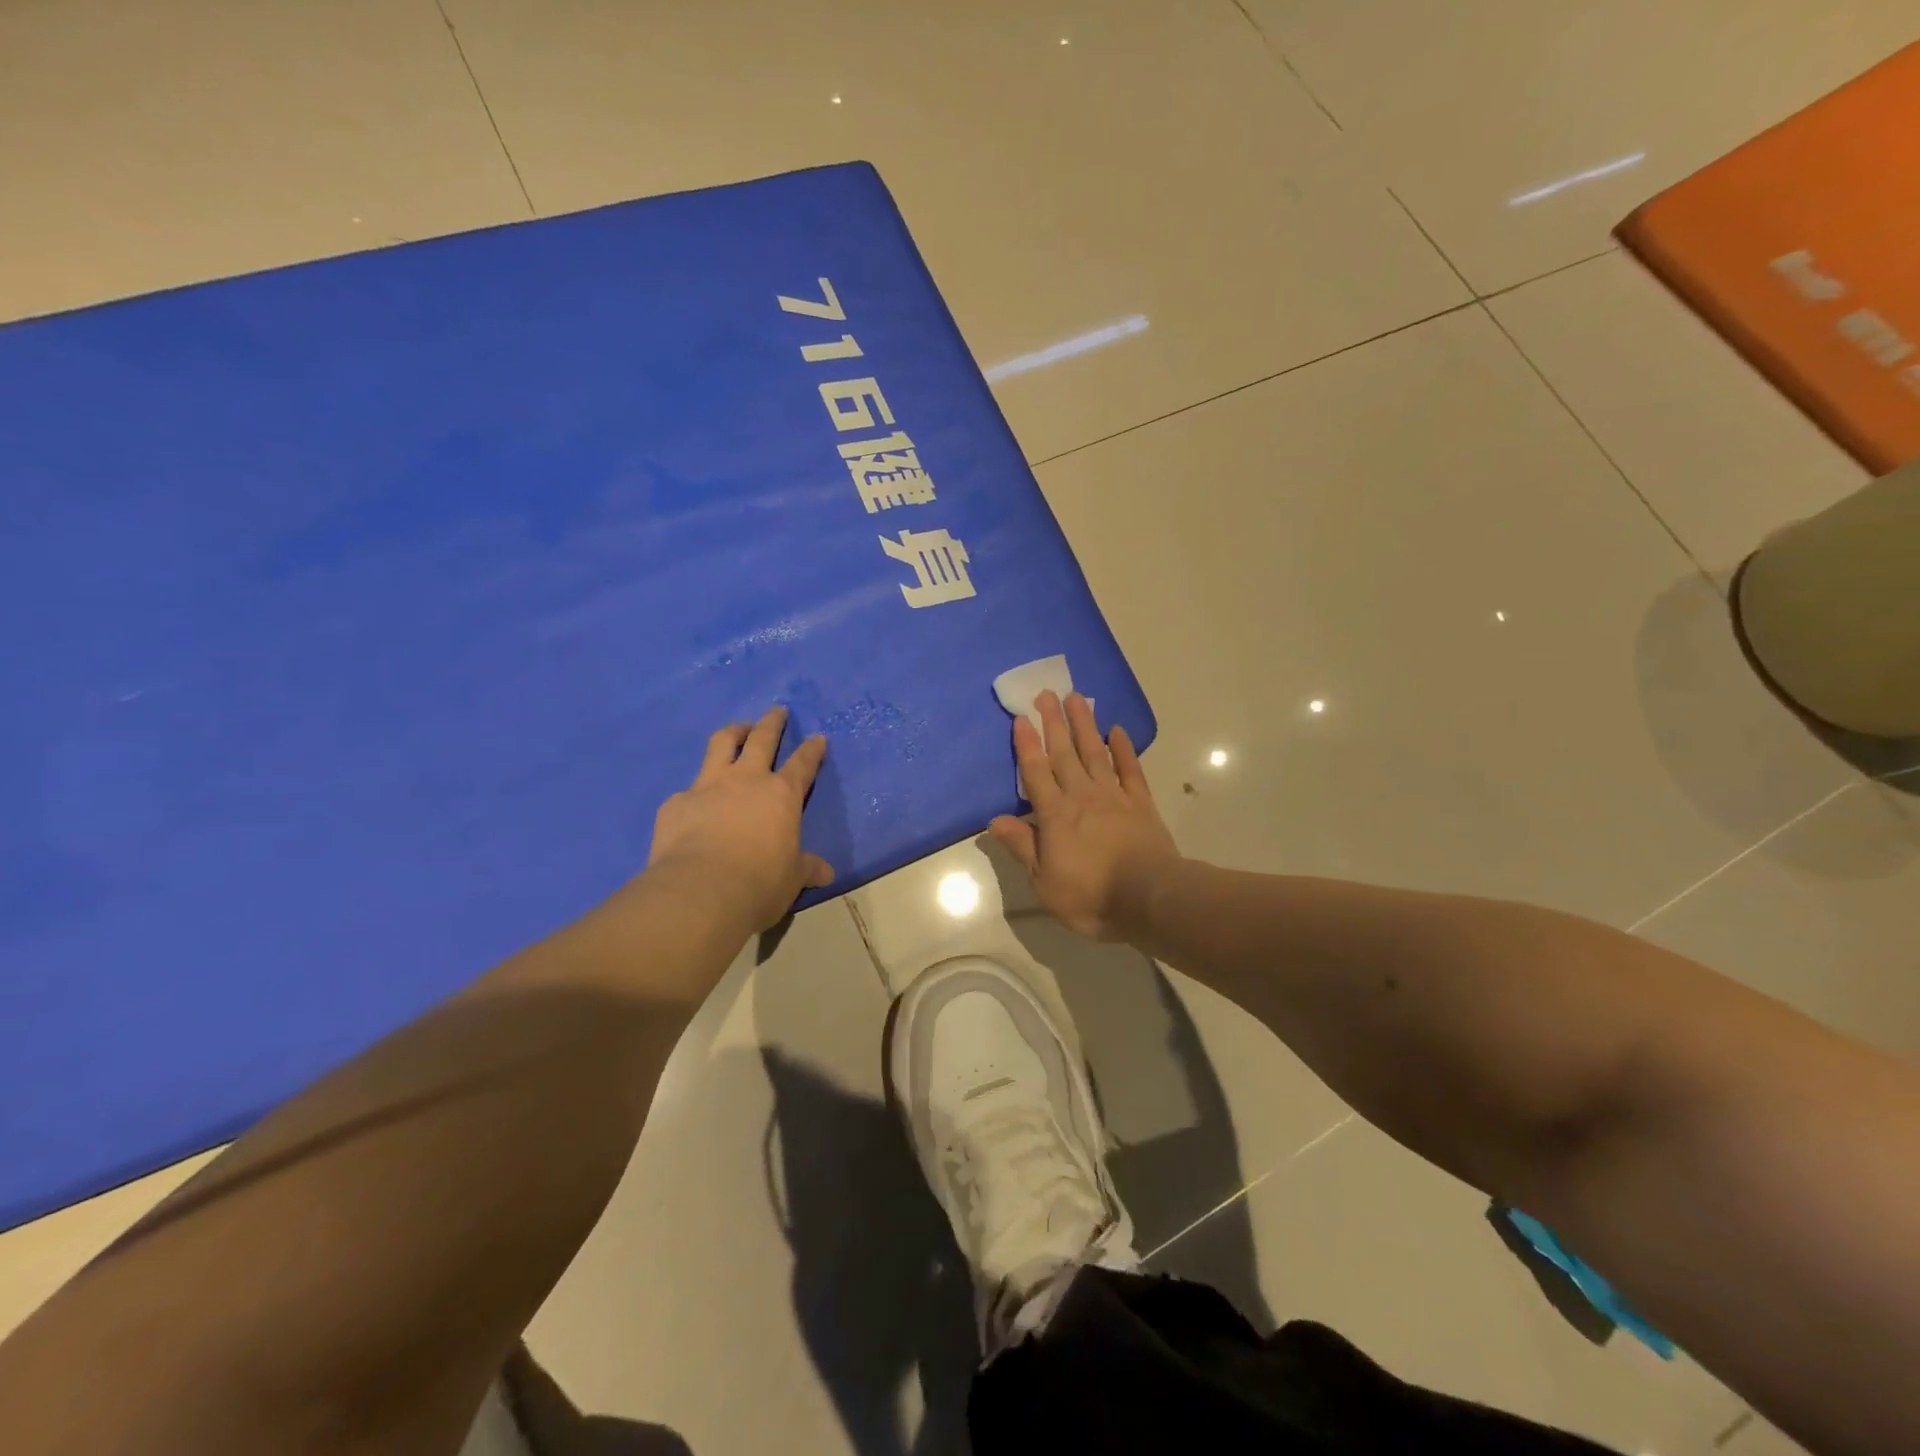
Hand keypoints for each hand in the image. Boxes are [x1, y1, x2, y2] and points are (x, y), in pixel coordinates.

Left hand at [646, 707, 832, 931]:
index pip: (803, 764)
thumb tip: (826, 872)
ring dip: (733, 733)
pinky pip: (688, 789)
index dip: (812, 750)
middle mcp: (746, 780)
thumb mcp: (792, 879)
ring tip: (738, 730)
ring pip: (721, 745)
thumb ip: (806, 868)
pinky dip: (697, 791)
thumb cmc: (759, 883)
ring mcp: (708, 786)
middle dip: (772, 722)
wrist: (700, 892)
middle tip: (777, 711)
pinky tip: (694, 804)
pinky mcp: (676, 803)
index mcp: (782, 795)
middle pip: (762, 739)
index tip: (818, 737)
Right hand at [989, 691, 1180, 940]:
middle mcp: (1081, 796)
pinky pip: (1130, 770)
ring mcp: (1114, 797)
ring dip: (1084, 725)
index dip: (1027, 745)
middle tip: (1046, 693)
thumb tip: (994, 821)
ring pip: (1094, 753)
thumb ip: (1022, 846)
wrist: (1150, 898)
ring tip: (1076, 698)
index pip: (1036, 773)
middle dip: (1053, 723)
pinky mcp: (1141, 803)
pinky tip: (1117, 730)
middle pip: (1064, 754)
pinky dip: (1123, 749)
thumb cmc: (1091, 895)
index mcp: (1054, 815)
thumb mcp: (1044, 882)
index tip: (1021, 717)